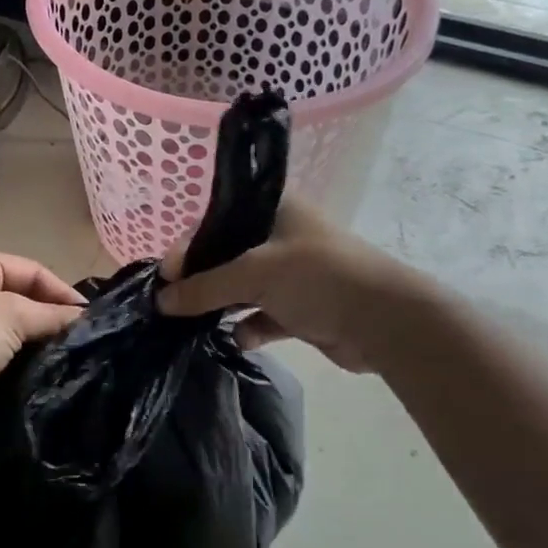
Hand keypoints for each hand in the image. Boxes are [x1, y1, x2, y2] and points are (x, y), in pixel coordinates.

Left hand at [0, 249, 85, 438]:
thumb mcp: (13, 315)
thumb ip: (51, 315)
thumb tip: (84, 318)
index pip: (32, 271)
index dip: (62, 292)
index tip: (90, 319)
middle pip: (23, 299)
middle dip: (50, 318)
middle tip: (83, 341)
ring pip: (12, 329)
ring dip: (36, 343)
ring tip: (68, 359)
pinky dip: (19, 361)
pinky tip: (40, 374)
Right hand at [156, 201, 431, 373]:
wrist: (386, 322)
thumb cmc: (317, 277)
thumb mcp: (254, 274)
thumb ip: (205, 287)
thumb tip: (161, 301)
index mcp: (274, 209)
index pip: (217, 218)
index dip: (189, 243)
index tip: (167, 273)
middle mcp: (282, 237)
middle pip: (228, 254)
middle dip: (201, 277)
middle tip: (173, 299)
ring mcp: (294, 274)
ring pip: (244, 287)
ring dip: (221, 304)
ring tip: (191, 321)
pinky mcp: (303, 308)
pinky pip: (264, 316)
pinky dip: (249, 327)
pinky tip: (236, 338)